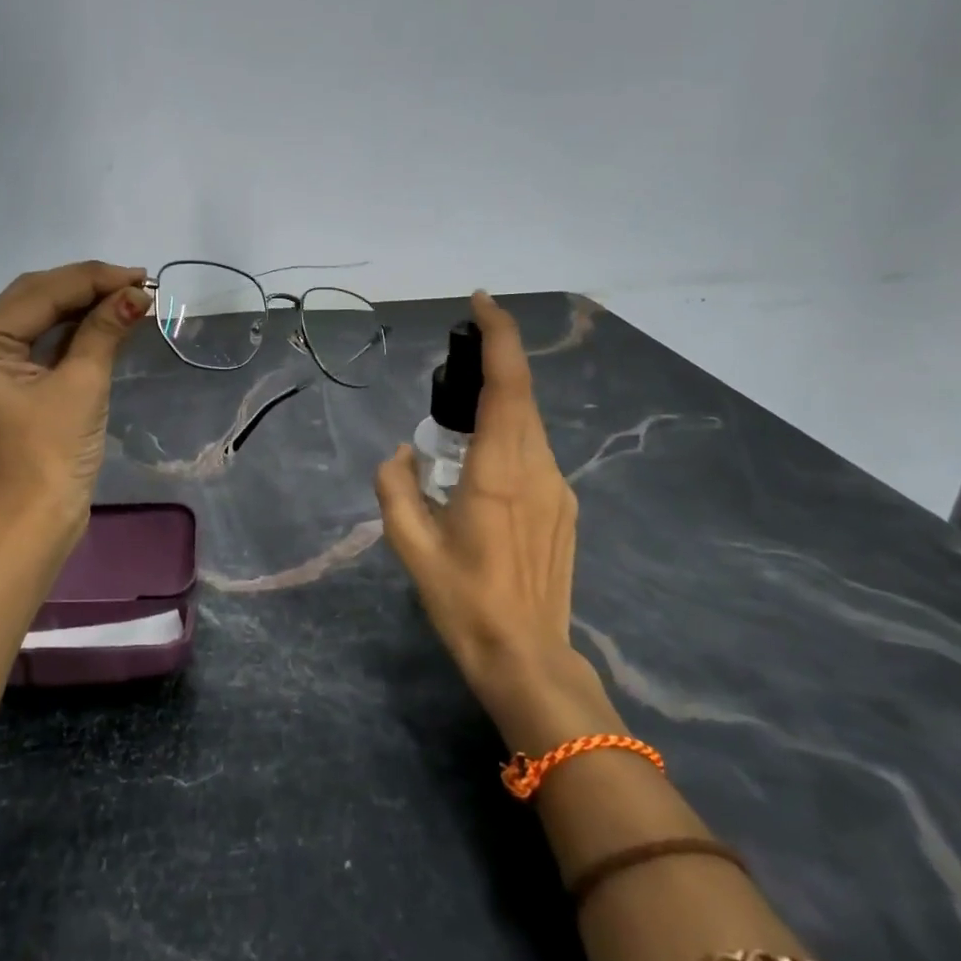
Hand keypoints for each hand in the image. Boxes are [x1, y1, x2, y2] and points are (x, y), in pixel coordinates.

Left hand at [0, 261, 149, 545]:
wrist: (33, 525)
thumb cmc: (51, 457)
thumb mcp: (82, 385)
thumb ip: (104, 330)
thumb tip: (138, 294)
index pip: (40, 294)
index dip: (94, 280)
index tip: (141, 276)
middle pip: (34, 299)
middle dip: (88, 288)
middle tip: (138, 283)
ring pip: (37, 317)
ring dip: (82, 306)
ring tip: (129, 296)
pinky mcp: (2, 382)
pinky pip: (38, 342)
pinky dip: (72, 331)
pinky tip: (106, 319)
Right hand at [375, 291, 614, 750]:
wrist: (528, 658)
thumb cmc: (464, 603)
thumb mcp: (410, 546)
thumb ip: (395, 487)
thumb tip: (401, 455)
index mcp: (497, 473)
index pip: (507, 385)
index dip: (498, 336)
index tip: (480, 301)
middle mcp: (537, 469)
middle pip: (522, 395)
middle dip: (494, 361)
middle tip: (454, 361)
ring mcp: (559, 488)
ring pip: (529, 424)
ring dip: (499, 405)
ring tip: (457, 428)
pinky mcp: (566, 506)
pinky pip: (535, 452)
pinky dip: (509, 437)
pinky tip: (482, 471)